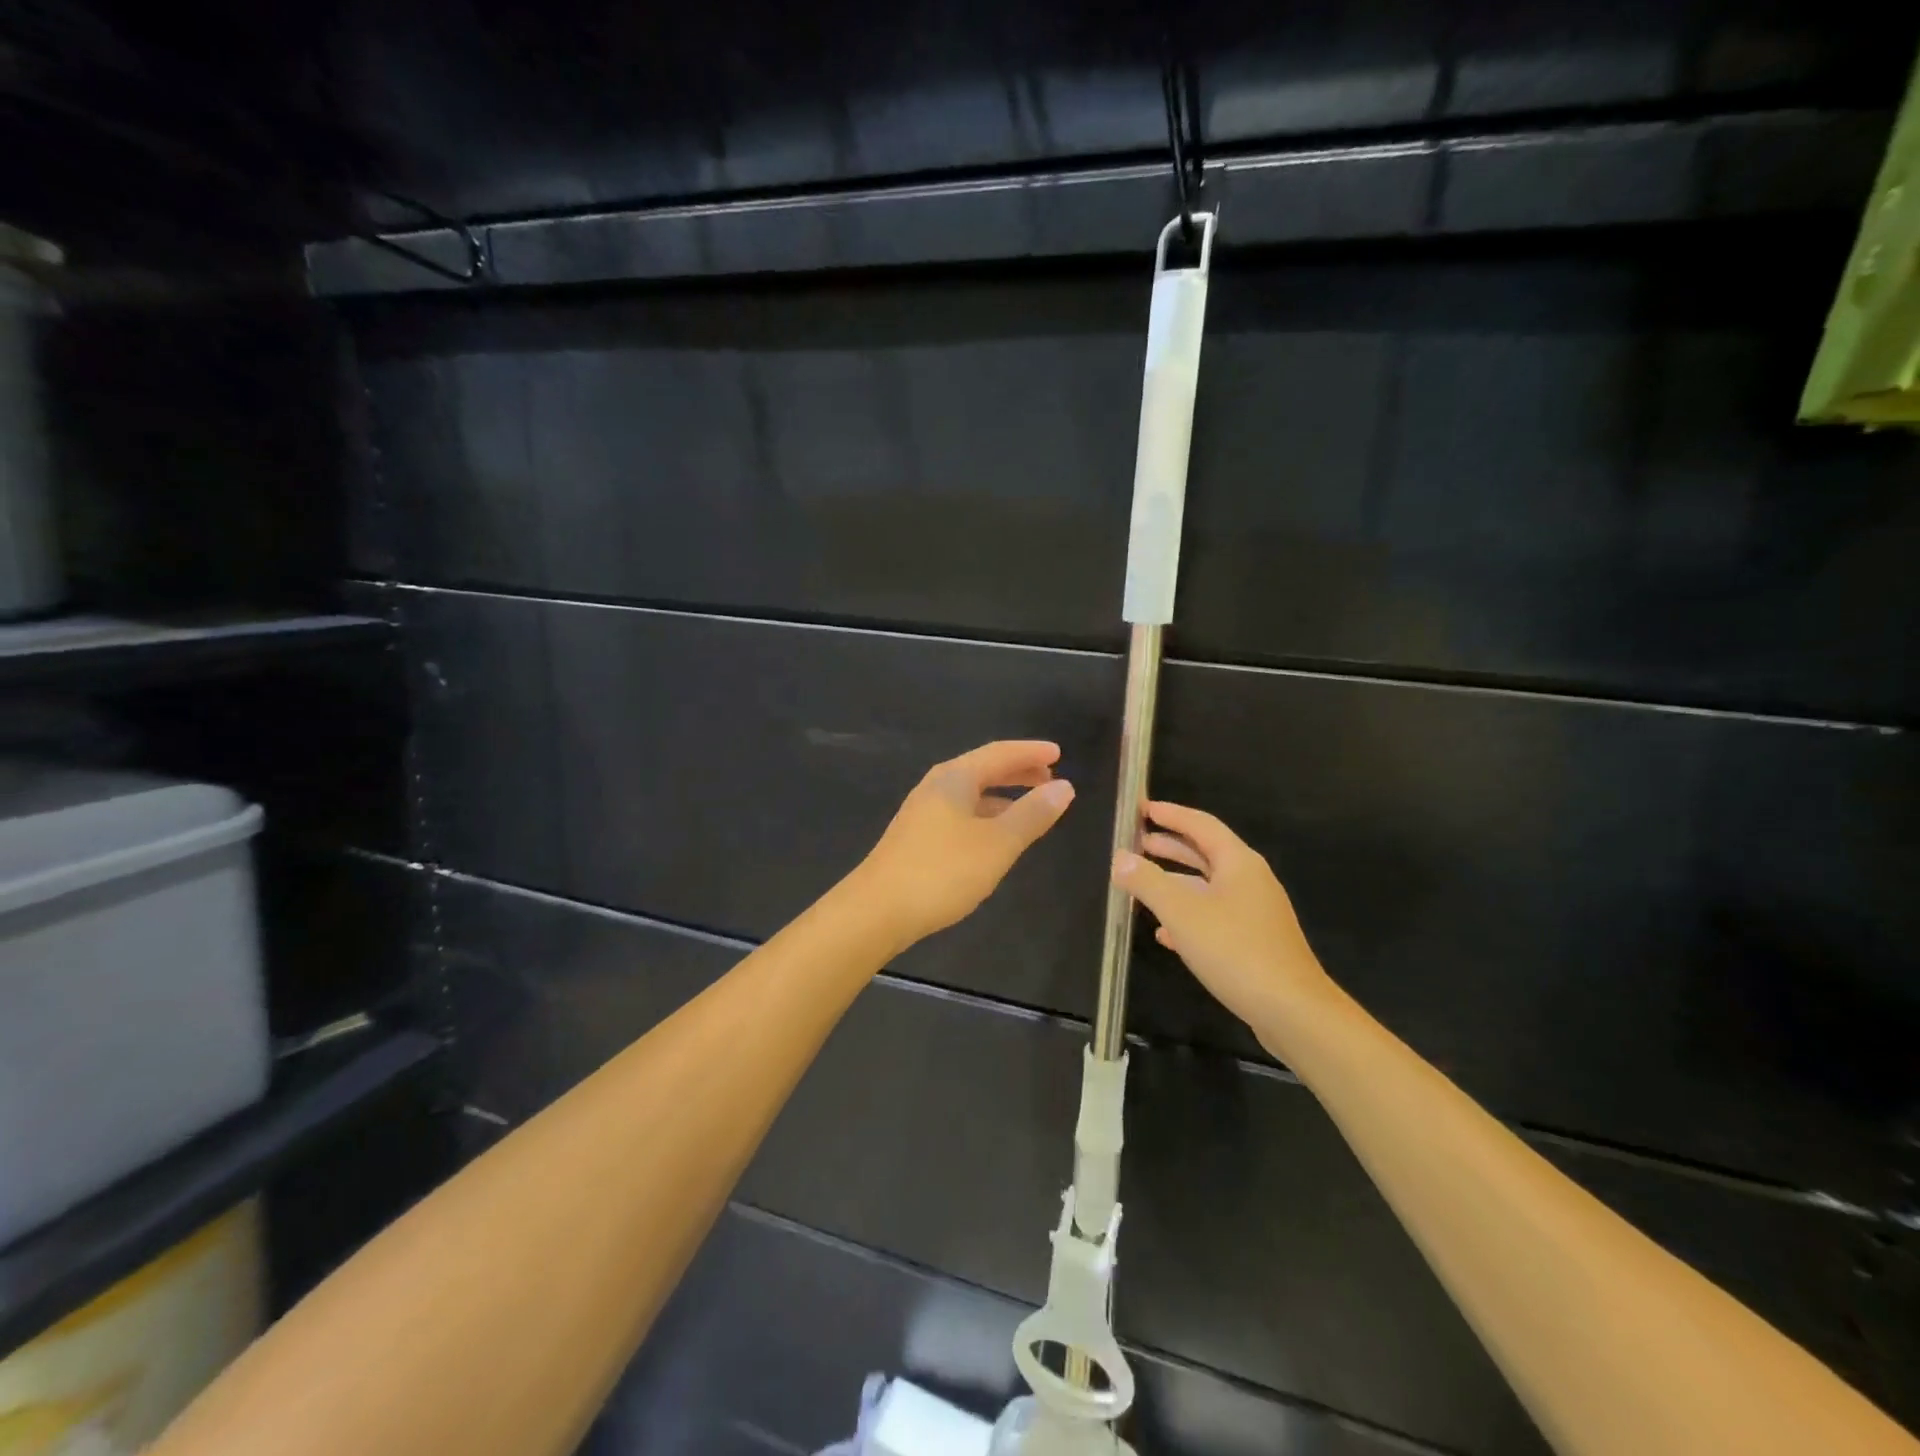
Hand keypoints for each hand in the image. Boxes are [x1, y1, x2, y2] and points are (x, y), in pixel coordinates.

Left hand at [857, 741, 1075, 947]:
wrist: (877, 910)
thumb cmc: (942, 871)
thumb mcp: (997, 843)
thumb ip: (1032, 815)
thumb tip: (1064, 786)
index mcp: (955, 778)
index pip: (999, 753)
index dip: (1030, 752)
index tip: (1059, 752)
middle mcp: (936, 787)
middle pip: (983, 769)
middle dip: (1017, 771)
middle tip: (1049, 777)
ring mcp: (923, 812)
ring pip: (971, 793)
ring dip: (1002, 794)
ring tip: (1030, 806)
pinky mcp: (916, 838)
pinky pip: (961, 813)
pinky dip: (986, 815)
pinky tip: (995, 836)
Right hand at [1113, 801, 1338, 1046]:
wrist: (1292, 1011)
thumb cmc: (1235, 951)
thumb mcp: (1182, 913)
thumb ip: (1148, 882)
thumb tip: (1120, 859)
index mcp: (1238, 863)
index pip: (1201, 825)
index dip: (1171, 814)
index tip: (1142, 809)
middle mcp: (1249, 881)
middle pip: (1205, 853)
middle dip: (1170, 847)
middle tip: (1137, 842)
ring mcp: (1254, 913)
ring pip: (1207, 887)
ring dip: (1175, 882)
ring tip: (1142, 884)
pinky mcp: (1254, 942)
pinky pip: (1214, 916)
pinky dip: (1187, 916)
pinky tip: (1164, 934)